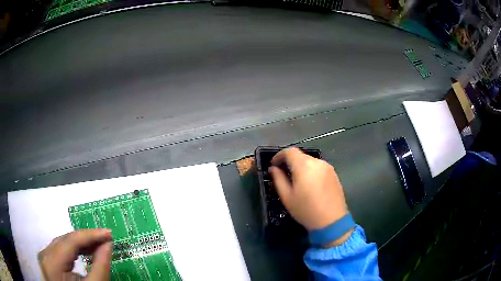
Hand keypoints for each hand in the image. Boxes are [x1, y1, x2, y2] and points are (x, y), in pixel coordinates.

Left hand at [38, 229, 111, 280]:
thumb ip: (99, 268)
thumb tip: (107, 245)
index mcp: (52, 262)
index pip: (70, 241)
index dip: (90, 235)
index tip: (109, 233)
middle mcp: (45, 255)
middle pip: (65, 240)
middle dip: (87, 239)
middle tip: (106, 239)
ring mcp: (45, 257)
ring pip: (63, 243)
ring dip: (82, 244)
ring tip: (98, 245)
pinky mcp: (49, 261)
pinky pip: (61, 250)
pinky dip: (74, 250)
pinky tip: (84, 251)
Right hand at [269, 147, 352, 246]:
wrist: (332, 221)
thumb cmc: (306, 210)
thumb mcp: (287, 197)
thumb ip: (278, 179)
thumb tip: (273, 169)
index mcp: (304, 166)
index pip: (289, 151)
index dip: (279, 155)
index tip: (274, 165)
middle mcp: (317, 162)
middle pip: (300, 155)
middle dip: (289, 162)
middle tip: (283, 174)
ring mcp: (327, 167)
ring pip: (310, 161)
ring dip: (300, 166)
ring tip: (296, 180)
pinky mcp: (334, 174)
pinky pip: (318, 167)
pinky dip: (310, 171)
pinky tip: (309, 184)